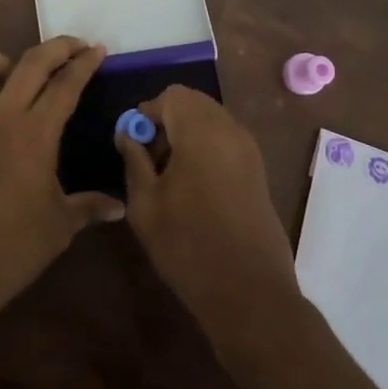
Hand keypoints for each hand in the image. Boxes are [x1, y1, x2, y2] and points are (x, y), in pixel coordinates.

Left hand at [0, 38, 124, 316]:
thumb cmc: (14, 246)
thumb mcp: (61, 226)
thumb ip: (90, 207)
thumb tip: (119, 207)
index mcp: (36, 132)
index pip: (66, 84)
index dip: (84, 63)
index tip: (98, 49)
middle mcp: (1, 115)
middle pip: (30, 62)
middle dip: (56, 47)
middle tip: (74, 45)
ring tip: (13, 74)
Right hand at [115, 85, 300, 330]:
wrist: (249, 293)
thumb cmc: (188, 245)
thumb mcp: (145, 203)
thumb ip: (134, 160)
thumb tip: (129, 134)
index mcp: (201, 130)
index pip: (171, 95)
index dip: (148, 113)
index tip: (135, 145)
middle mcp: (230, 129)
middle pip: (193, 104)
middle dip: (168, 121)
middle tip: (151, 160)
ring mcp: (249, 150)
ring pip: (211, 121)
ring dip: (187, 135)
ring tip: (170, 177)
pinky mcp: (258, 172)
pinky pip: (226, 141)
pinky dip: (206, 149)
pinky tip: (194, 188)